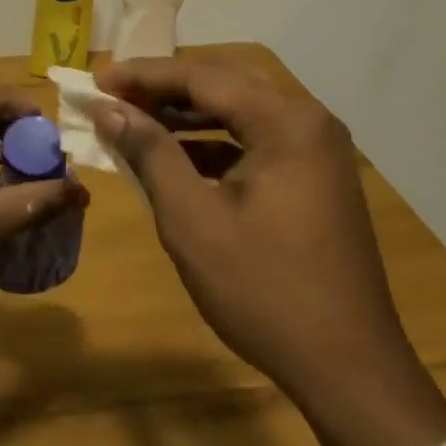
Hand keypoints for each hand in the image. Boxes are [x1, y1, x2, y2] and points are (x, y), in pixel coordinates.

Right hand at [95, 57, 414, 400]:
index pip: (203, 77)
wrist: (349, 370)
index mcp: (286, 123)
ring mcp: (316, 152)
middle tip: (114, 94)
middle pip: (225, 85)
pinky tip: (175, 158)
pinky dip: (212, 144)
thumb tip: (108, 108)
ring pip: (240, 112)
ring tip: (134, 120)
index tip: (96, 79)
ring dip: (187, 115)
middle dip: (165, 88)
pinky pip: (255, 142)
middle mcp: (308, 123)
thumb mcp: (193, 220)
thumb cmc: (264, 291)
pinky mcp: (314, 180)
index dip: (144, 75)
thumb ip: (150, 153)